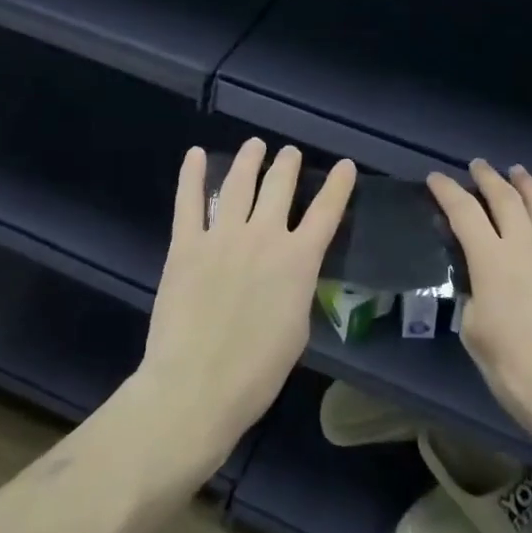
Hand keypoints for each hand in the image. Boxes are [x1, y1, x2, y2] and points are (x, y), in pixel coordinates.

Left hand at [140, 138, 355, 466]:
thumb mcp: (297, 328)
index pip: (327, 211)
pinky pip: (189, 202)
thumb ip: (297, 288)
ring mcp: (222, 236)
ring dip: (249, 160)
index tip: (344, 165)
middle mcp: (264, 237)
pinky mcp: (186, 245)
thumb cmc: (257, 371)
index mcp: (299, 260)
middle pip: (280, 186)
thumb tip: (290, 272)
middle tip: (289, 153)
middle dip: (288, 164)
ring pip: (238, 184)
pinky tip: (195, 154)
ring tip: (254, 146)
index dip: (338, 185)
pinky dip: (191, 175)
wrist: (197, 386)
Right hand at [428, 161, 531, 475]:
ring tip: (518, 173)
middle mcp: (526, 245)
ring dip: (528, 186)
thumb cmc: (516, 370)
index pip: (463, 212)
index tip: (435, 178)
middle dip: (488, 178)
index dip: (447, 191)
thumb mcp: (475, 333)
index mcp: (491, 259)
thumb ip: (474, 296)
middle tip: (478, 166)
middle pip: (505, 198)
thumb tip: (481, 282)